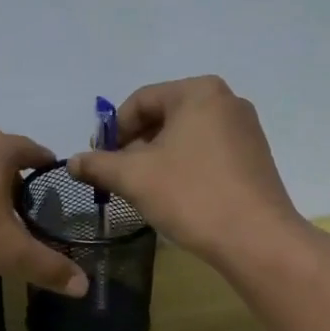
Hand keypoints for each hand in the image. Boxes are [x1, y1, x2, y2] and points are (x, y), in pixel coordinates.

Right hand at [66, 76, 301, 263]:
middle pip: (165, 116)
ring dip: (158, 159)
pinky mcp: (255, 158)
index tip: (98, 161)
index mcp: (198, 92)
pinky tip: (176, 196)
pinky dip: (185, 167)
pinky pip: (208, 153)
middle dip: (135, 146)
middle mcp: (226, 101)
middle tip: (118, 177)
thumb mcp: (134, 178)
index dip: (112, 131)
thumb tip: (72, 161)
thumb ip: (98, 164)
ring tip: (144, 190)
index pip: (140, 101)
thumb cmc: (192, 196)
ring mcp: (246, 130)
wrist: (257, 239)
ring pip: (186, 137)